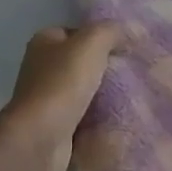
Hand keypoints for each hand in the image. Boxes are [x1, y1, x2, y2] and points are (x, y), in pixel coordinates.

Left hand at [0, 23, 123, 170]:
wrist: (40, 140)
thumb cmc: (62, 82)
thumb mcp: (92, 43)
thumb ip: (112, 31)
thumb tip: (131, 30)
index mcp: (44, 41)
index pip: (78, 32)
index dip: (101, 37)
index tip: (126, 48)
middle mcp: (41, 67)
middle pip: (80, 62)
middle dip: (104, 68)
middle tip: (131, 72)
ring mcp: (45, 100)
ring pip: (82, 91)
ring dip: (102, 96)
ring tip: (130, 96)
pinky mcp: (52, 128)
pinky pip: (81, 118)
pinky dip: (96, 120)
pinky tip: (116, 119)